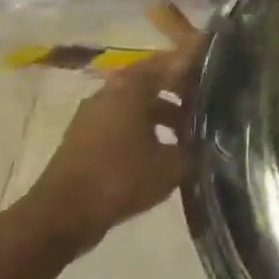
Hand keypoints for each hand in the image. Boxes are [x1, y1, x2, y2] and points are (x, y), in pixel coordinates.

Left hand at [24, 34, 202, 255]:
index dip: (196, 63)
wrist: (59, 217)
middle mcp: (110, 92)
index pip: (172, 61)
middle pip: (153, 79)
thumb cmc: (120, 178)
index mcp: (132, 86)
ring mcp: (93, 115)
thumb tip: (211, 140)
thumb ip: (195, 148)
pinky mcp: (84, 138)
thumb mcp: (171, 165)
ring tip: (189, 128)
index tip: (219, 67)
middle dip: (181, 87)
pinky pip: (123, 121)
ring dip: (164, 109)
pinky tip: (162, 148)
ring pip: (137, 101)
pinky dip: (145, 126)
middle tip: (208, 98)